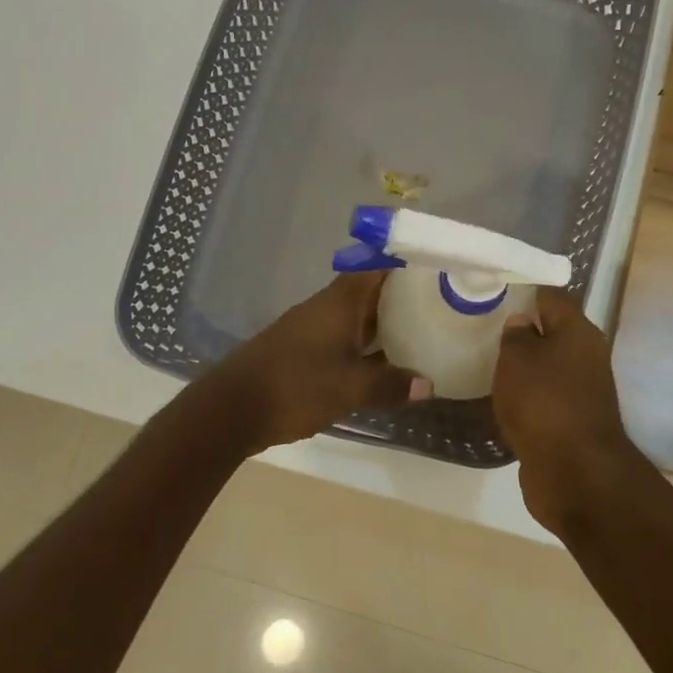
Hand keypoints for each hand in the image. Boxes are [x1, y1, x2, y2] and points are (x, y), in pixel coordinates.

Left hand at [207, 271, 427, 450]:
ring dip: (383, 323)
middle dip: (402, 296)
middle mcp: (326, 308)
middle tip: (440, 304)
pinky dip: (365, 344)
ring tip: (421, 331)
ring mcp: (311, 329)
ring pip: (356, 317)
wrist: (232, 408)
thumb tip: (428, 384)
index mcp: (340, 303)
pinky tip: (383, 362)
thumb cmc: (296, 386)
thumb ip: (390, 384)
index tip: (435, 267)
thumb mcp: (351, 388)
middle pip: (369, 291)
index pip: (376, 267)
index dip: (405, 264)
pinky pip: (343, 338)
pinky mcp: (302, 351)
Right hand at [493, 289, 637, 529]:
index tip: (495, 292)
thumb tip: (522, 323)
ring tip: (486, 362)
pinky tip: (501, 399)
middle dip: (522, 330)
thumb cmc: (543, 403)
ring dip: (523, 367)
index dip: (525, 291)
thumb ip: (516, 335)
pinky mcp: (572, 421)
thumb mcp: (517, 359)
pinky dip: (526, 397)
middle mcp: (586, 356)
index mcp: (578, 332)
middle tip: (483, 328)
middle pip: (552, 332)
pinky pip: (545, 398)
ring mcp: (582, 391)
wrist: (575, 473)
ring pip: (548, 367)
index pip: (552, 296)